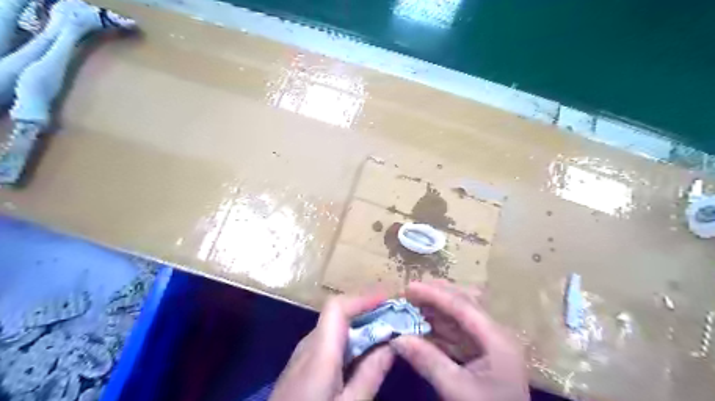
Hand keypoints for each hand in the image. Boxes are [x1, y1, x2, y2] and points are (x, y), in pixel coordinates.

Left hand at [273, 291, 395, 400]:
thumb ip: (370, 374)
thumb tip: (392, 343)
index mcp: (319, 352)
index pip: (337, 307)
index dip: (363, 298)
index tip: (389, 301)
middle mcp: (308, 345)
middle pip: (337, 315)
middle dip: (367, 311)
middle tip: (394, 318)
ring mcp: (301, 355)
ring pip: (333, 328)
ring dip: (359, 325)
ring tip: (384, 332)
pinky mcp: (301, 367)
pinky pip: (328, 342)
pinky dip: (349, 339)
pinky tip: (362, 354)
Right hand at [389, 282, 526, 400]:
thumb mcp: (458, 390)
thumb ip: (428, 361)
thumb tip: (397, 338)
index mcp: (496, 338)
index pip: (462, 306)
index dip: (434, 294)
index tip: (408, 287)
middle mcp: (495, 334)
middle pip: (463, 305)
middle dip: (436, 296)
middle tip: (409, 292)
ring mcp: (489, 345)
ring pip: (459, 318)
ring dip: (435, 311)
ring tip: (411, 305)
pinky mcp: (482, 356)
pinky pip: (458, 334)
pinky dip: (439, 329)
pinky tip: (422, 327)